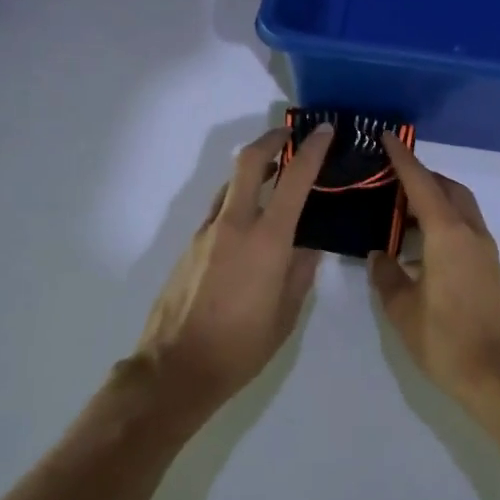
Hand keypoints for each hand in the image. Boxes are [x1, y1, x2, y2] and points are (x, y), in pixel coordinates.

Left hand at [136, 124, 333, 408]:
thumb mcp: (286, 313)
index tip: (324, 130)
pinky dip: (237, 203)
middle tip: (290, 136)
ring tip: (274, 181)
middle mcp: (233, 225)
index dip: (312, 150)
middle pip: (248, 162)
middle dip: (270, 140)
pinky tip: (249, 229)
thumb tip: (307, 247)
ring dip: (252, 173)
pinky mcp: (189, 247)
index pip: (294, 180)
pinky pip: (218, 212)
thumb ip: (300, 272)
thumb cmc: (242, 346)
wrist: (176, 368)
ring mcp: (206, 233)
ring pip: (230, 186)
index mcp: (266, 240)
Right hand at [368, 134, 499, 405]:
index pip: (421, 185)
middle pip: (448, 189)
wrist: (498, 375)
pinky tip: (423, 241)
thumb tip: (379, 255)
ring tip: (402, 207)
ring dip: (436, 197)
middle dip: (422, 176)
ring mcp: (484, 250)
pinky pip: (465, 226)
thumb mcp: (403, 310)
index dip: (403, 160)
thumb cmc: (445, 340)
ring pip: (461, 206)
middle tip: (391, 176)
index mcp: (447, 235)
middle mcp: (470, 233)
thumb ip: (387, 276)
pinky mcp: (489, 267)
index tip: (388, 137)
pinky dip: (445, 218)